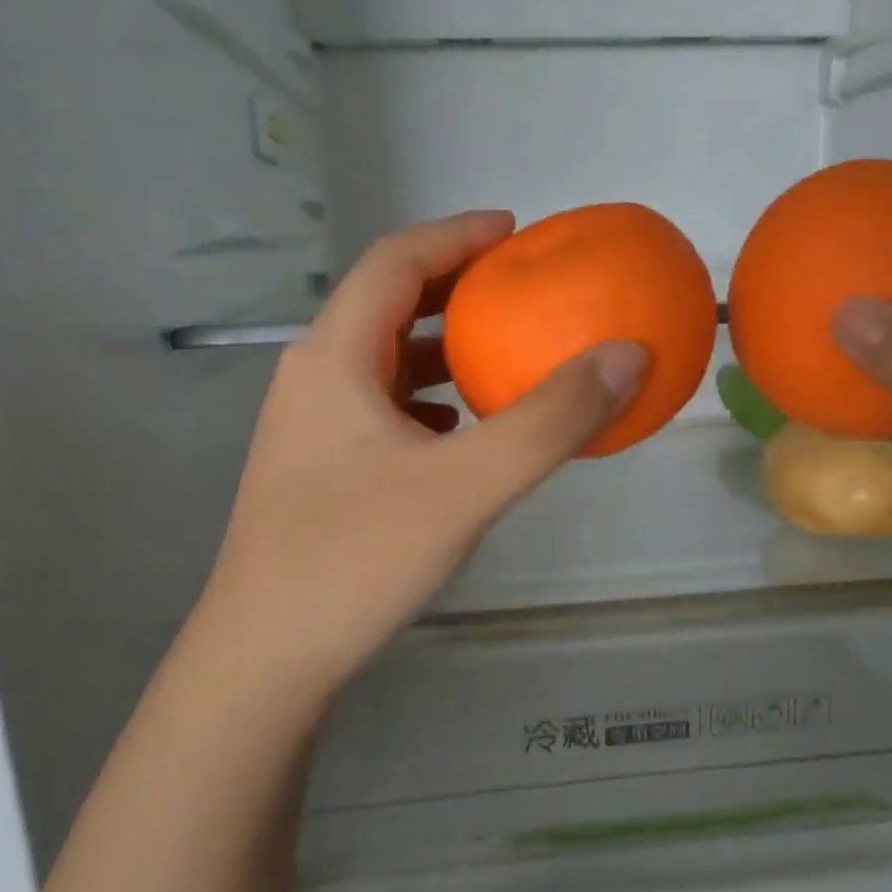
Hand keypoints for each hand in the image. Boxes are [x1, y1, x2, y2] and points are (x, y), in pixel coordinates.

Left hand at [194, 211, 646, 691]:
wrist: (264, 660)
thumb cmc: (356, 559)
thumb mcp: (468, 486)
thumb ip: (551, 420)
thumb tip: (627, 355)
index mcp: (335, 356)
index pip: (397, 261)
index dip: (457, 236)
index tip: (516, 232)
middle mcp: (313, 377)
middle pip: (387, 304)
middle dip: (455, 287)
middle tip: (520, 289)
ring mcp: (309, 427)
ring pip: (383, 360)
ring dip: (441, 346)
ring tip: (501, 352)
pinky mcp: (318, 469)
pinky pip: (381, 407)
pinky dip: (428, 398)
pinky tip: (462, 430)